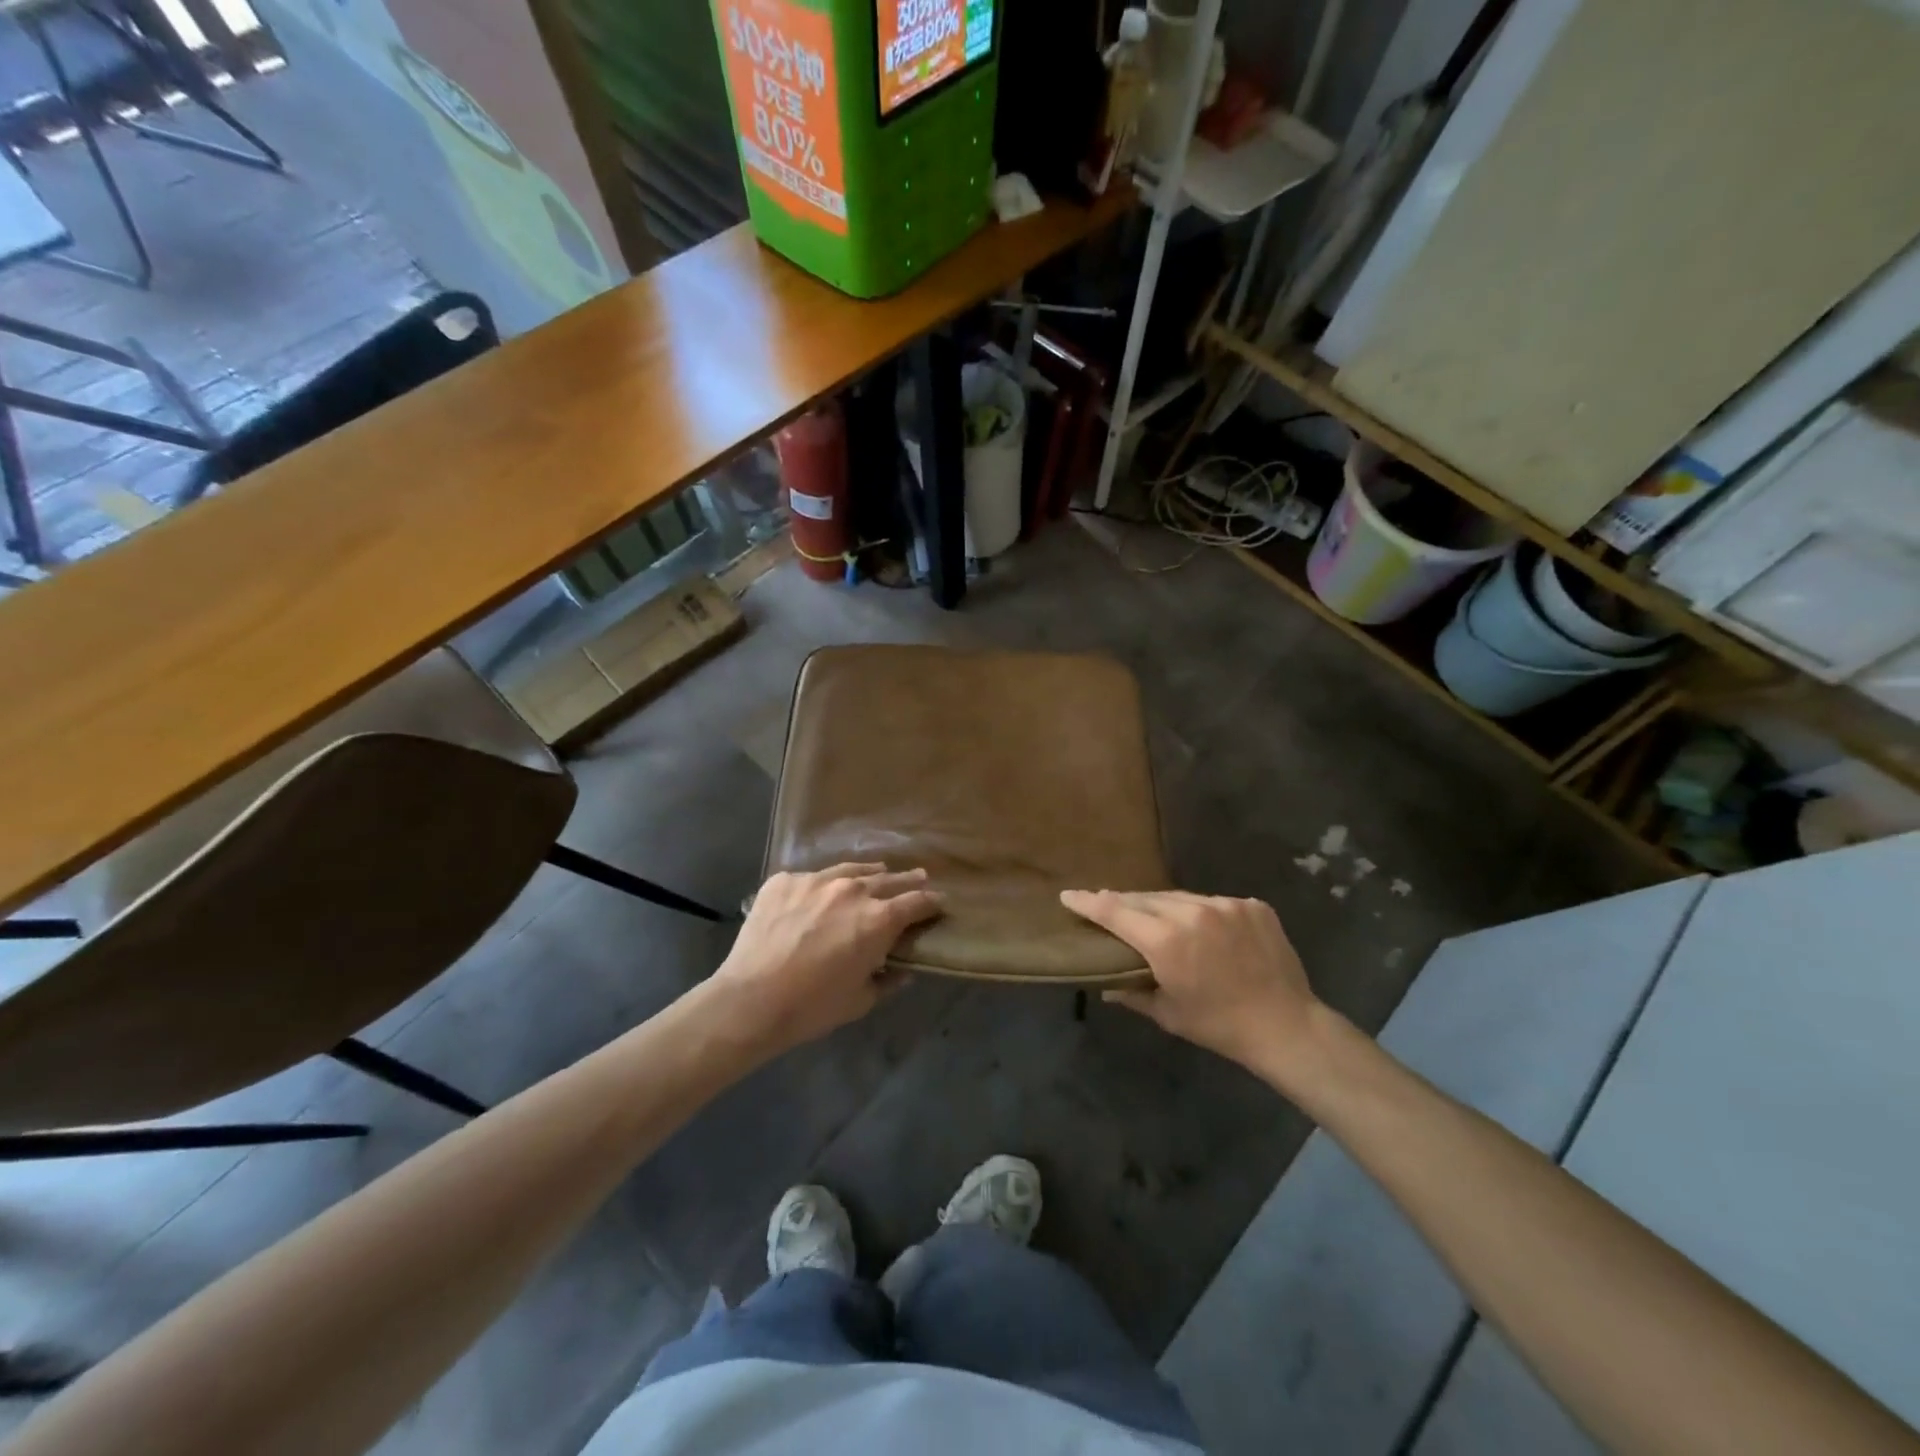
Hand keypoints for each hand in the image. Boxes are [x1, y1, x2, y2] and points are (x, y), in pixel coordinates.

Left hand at [705, 864, 943, 1056]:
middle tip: (920, 877)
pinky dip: (824, 885)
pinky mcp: (784, 880)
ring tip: (879, 872)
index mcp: (878, 920)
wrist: (751, 999)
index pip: (916, 902)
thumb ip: (888, 980)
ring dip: (869, 874)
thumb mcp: (861, 1001)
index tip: (939, 903)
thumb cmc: (812, 1007)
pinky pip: (812, 878)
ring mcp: (815, 880)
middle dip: (908, 880)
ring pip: (851, 870)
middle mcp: (852, 890)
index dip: (932, 902)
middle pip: (888, 879)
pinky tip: (822, 893)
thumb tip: (902, 970)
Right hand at [1061, 889, 1329, 1084]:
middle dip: (1123, 903)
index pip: (1115, 911)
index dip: (1089, 902)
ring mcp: (1225, 904)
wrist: (1286, 1025)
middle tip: (1106, 906)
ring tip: (1154, 917)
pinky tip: (1201, 928)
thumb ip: (1132, 993)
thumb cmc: (1219, 1025)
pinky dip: (1200, 912)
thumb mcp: (1168, 1014)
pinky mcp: (1251, 905)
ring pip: (1180, 897)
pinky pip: (1213, 902)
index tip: (1069, 895)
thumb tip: (1106, 986)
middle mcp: (1192, 912)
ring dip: (1162, 906)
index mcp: (1166, 940)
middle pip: (1145, 898)